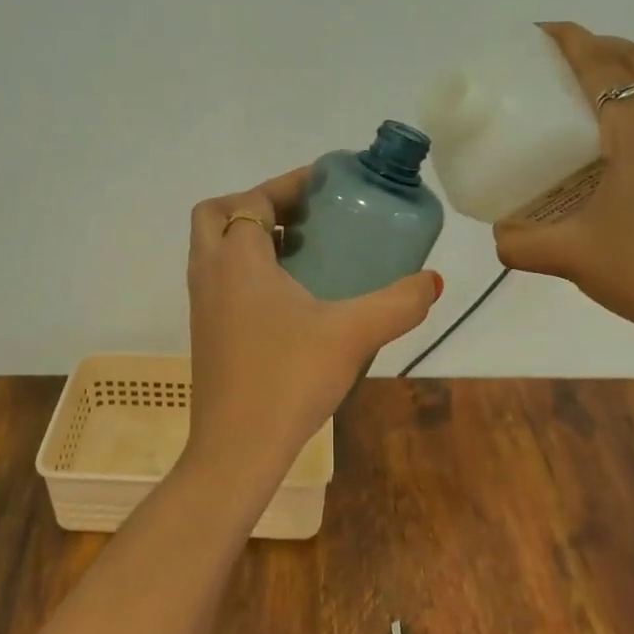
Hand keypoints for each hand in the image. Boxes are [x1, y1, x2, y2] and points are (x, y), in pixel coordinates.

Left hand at [185, 169, 441, 479]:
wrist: (237, 448)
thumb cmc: (289, 379)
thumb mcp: (353, 334)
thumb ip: (398, 303)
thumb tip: (431, 282)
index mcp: (236, 259)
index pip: (253, 199)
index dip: (288, 184)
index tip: (325, 185)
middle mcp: (209, 273)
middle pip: (217, 215)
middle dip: (256, 204)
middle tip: (303, 218)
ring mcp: (201, 305)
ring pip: (214, 249)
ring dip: (251, 237)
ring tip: (304, 251)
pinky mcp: (205, 333)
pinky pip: (219, 280)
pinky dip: (246, 269)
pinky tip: (290, 298)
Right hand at [493, 23, 633, 381]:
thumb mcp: (568, 255)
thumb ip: (519, 242)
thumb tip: (498, 234)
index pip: (600, 65)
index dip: (569, 40)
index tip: (539, 32)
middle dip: (599, 47)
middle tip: (560, 64)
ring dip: (630, 70)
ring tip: (592, 93)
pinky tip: (626, 138)